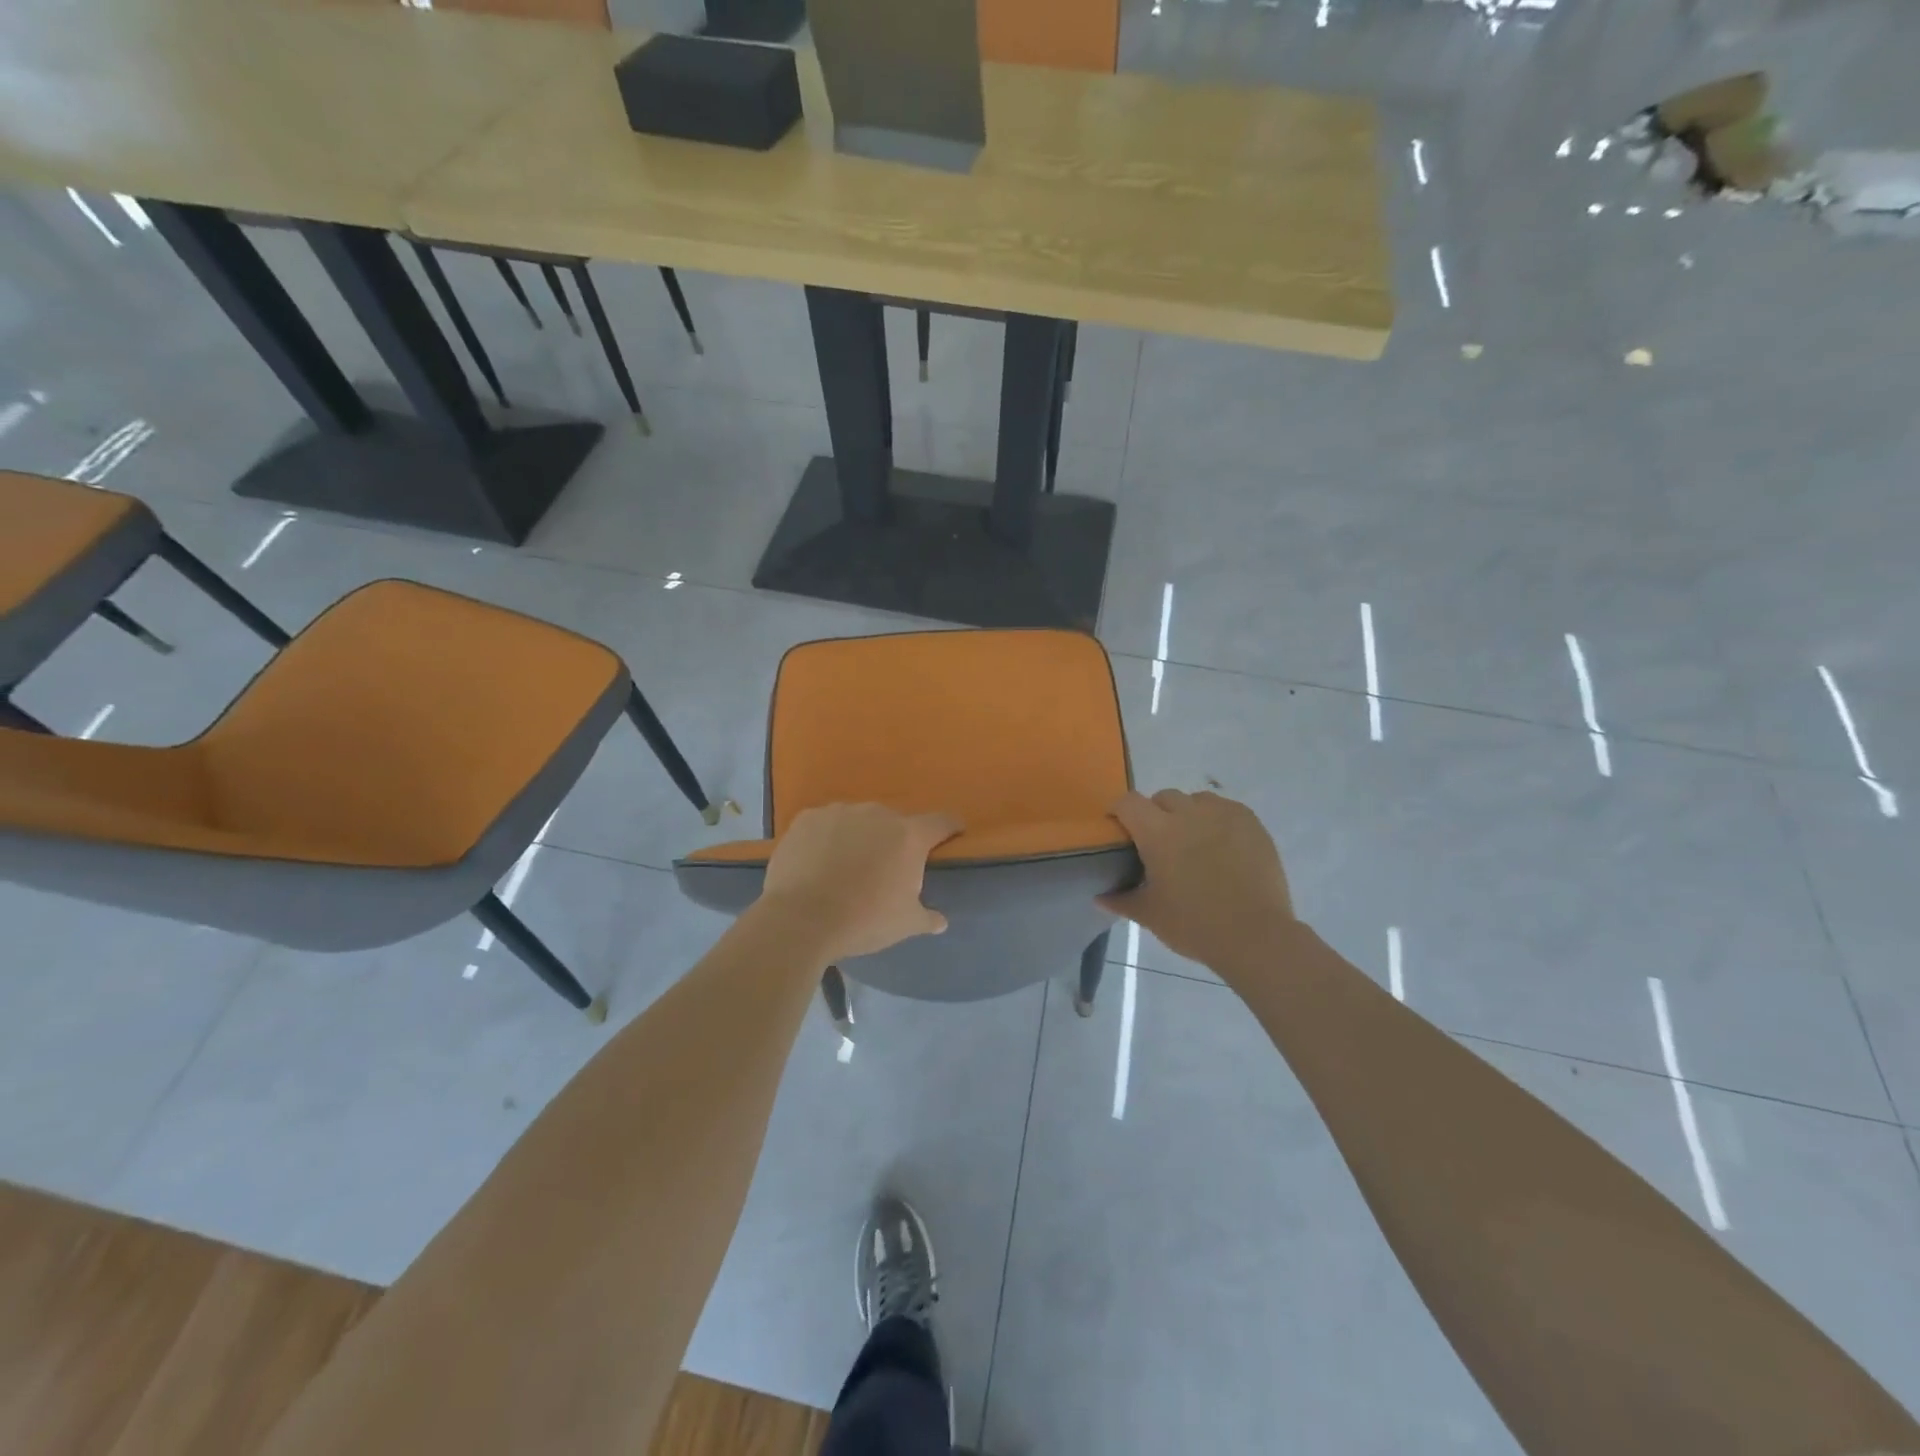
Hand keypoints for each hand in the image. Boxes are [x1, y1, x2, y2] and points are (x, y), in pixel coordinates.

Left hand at [755, 804, 960, 963]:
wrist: (800, 919)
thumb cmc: (863, 920)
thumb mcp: (904, 924)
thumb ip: (927, 917)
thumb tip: (941, 921)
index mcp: (909, 836)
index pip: (941, 822)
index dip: (949, 828)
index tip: (952, 834)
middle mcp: (878, 814)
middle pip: (895, 823)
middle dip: (894, 841)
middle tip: (885, 869)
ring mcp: (840, 812)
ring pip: (858, 821)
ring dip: (859, 837)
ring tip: (846, 867)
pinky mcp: (807, 818)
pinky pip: (825, 824)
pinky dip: (827, 838)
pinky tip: (817, 862)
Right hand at [1101, 789, 1294, 970]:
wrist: (1255, 936)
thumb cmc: (1194, 925)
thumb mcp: (1150, 915)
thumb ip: (1122, 901)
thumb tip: (1099, 898)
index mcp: (1156, 832)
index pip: (1128, 802)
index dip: (1120, 811)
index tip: (1121, 829)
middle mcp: (1187, 813)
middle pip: (1163, 797)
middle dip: (1156, 813)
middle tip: (1160, 843)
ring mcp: (1222, 814)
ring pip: (1196, 800)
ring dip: (1188, 814)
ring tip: (1194, 843)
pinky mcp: (1250, 822)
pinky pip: (1226, 809)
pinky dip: (1217, 821)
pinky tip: (1222, 846)